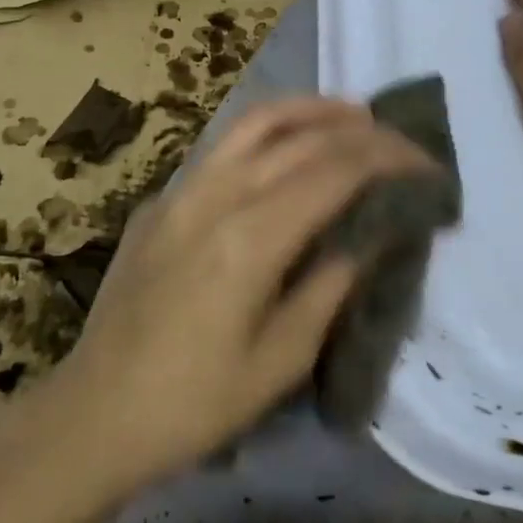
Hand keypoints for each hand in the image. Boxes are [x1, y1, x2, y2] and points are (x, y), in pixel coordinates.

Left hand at [55, 97, 439, 491]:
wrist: (95, 412)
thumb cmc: (196, 403)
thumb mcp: (281, 360)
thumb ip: (331, 286)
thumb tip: (372, 235)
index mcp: (250, 238)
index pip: (334, 172)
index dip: (387, 159)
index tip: (426, 163)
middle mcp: (215, 196)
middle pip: (300, 138)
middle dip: (360, 130)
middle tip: (400, 139)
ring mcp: (181, 191)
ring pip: (254, 123)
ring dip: (310, 110)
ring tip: (352, 114)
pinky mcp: (161, 200)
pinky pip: (223, 146)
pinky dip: (267, 131)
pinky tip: (286, 146)